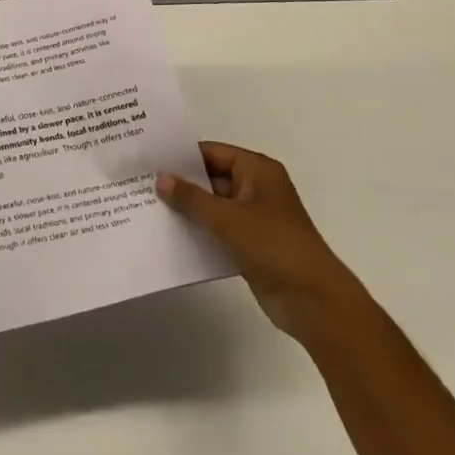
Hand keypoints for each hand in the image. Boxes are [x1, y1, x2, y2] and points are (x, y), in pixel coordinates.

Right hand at [157, 141, 360, 341]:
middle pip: (210, 178)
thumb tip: (161, 178)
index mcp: (257, 170)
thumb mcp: (228, 218)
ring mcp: (253, 218)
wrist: (314, 302)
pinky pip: (217, 231)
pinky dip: (198, 231)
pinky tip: (169, 235)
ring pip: (212, 206)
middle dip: (180, 183)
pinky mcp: (249, 245)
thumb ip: (192, 198)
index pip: (212, 153)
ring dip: (187, 210)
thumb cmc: (274, 246)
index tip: (149, 158)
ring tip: (147, 208)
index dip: (181, 156)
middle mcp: (255, 188)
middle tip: (141, 183)